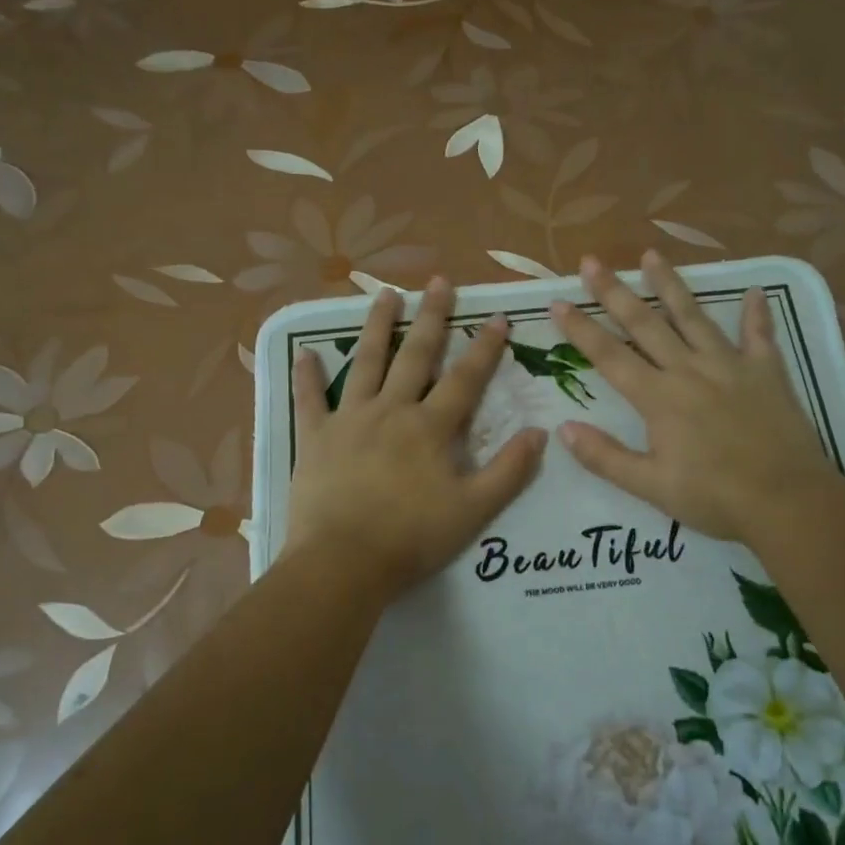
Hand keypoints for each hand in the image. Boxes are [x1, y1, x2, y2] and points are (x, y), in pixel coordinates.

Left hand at [288, 279, 547, 598]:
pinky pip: (310, 400)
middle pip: (415, 356)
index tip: (499, 318)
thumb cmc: (413, 538)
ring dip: (378, 327)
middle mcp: (392, 410)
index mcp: (430, 428)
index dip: (485, 349)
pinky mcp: (316, 438)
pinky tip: (304, 352)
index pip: (465, 379)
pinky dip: (307, 376)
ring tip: (385, 294)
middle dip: (432, 318)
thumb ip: (509, 471)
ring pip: (366, 363)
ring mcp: (349, 420)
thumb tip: (540, 433)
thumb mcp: (474, 510)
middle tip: (439, 282)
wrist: (344, 562)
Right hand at [550, 252, 839, 542]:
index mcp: (658, 398)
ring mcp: (730, 366)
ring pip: (694, 316)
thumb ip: (605, 457)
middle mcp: (689, 370)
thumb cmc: (714, 497)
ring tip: (651, 255)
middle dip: (614, 291)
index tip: (557, 301)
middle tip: (591, 261)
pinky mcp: (767, 372)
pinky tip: (754, 292)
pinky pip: (759, 335)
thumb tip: (563, 429)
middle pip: (645, 323)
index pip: (609, 355)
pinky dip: (756, 314)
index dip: (580, 328)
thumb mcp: (650, 486)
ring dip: (670, 285)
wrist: (787, 501)